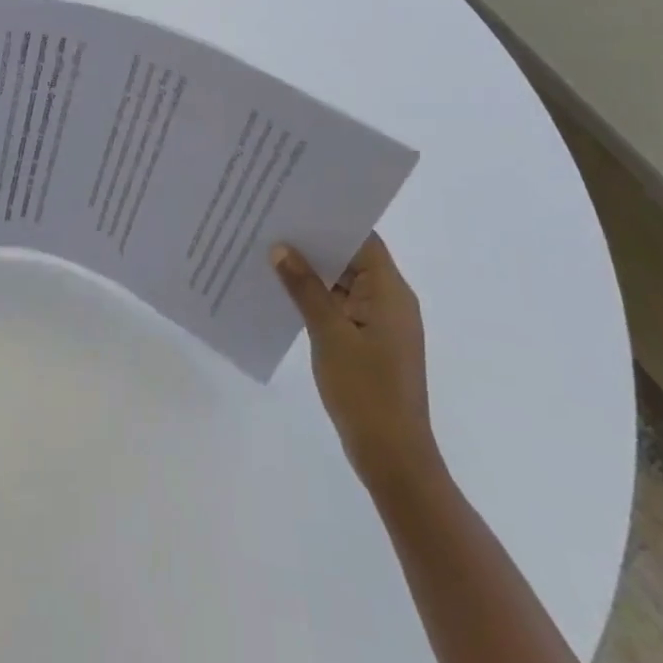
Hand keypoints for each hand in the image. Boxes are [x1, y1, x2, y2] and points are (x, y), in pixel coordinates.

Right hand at [271, 234, 438, 488]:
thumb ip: (305, 288)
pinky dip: (316, 296)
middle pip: (352, 258)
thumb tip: (281, 248)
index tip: (294, 204)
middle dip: (314, 243)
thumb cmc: (366, 391)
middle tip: (272, 223)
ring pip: (344, 283)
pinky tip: (283, 292)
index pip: (362, 239)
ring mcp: (380, 323)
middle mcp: (390, 301)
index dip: (331, 220)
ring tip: (269, 251)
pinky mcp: (368, 342)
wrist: (393, 458)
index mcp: (391, 292)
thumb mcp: (329, 334)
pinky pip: (341, 306)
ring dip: (312, 271)